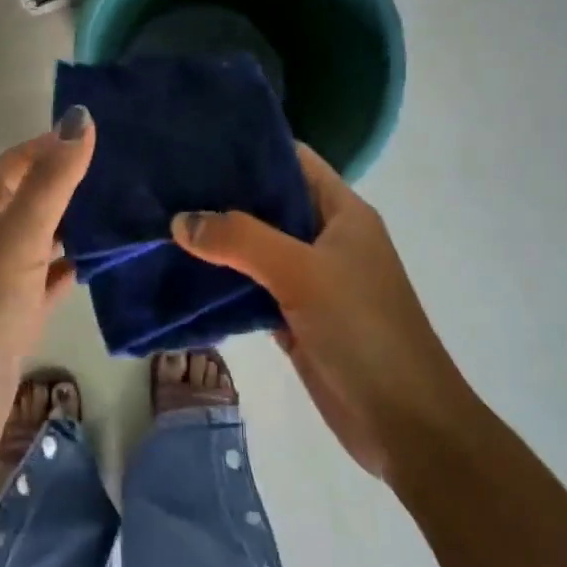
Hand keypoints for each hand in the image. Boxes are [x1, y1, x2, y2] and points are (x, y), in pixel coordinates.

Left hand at [0, 107, 95, 468]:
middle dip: (71, 182)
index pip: (16, 161)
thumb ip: (52, 180)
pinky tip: (105, 258)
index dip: (56, 144)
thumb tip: (80, 118)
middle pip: (29, 197)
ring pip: (40, 237)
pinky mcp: (11, 313)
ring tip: (127, 207)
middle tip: (128, 170)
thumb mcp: (17, 237)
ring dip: (75, 224)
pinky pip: (46, 277)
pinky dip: (71, 265)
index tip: (108, 134)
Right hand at [171, 143, 473, 478]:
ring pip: (256, 250)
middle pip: (269, 205)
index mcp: (342, 213)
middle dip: (222, 197)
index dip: (251, 150)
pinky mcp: (295, 319)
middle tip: (165, 185)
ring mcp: (311, 281)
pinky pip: (251, 290)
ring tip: (162, 223)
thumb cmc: (364, 331)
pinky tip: (181, 275)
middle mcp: (326, 240)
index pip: (294, 161)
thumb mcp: (303, 273)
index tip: (196, 144)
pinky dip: (222, 284)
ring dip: (218, 243)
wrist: (404, 422)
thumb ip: (241, 241)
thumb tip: (181, 221)